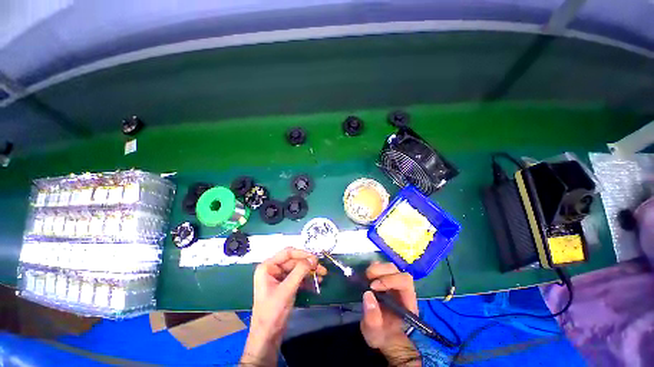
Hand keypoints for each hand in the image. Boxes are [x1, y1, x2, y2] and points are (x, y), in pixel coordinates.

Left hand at [241, 247, 326, 365]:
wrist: (267, 337)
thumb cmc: (272, 312)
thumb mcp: (287, 290)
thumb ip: (300, 272)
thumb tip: (313, 259)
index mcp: (267, 267)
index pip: (287, 253)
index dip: (302, 254)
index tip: (315, 258)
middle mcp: (273, 269)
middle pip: (294, 261)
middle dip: (308, 264)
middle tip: (322, 268)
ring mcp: (279, 278)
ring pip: (297, 269)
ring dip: (309, 272)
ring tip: (322, 275)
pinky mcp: (285, 286)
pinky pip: (297, 278)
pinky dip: (306, 279)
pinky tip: (316, 282)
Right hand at [361, 262, 420, 364]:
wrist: (383, 335)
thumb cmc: (382, 335)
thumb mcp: (374, 333)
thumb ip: (372, 318)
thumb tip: (368, 294)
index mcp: (407, 302)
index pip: (405, 281)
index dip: (390, 280)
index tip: (373, 287)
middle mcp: (403, 290)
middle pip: (397, 271)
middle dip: (382, 271)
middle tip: (367, 278)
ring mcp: (395, 283)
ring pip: (390, 267)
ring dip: (377, 268)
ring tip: (366, 276)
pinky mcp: (386, 280)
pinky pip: (383, 267)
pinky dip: (375, 267)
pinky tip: (367, 275)